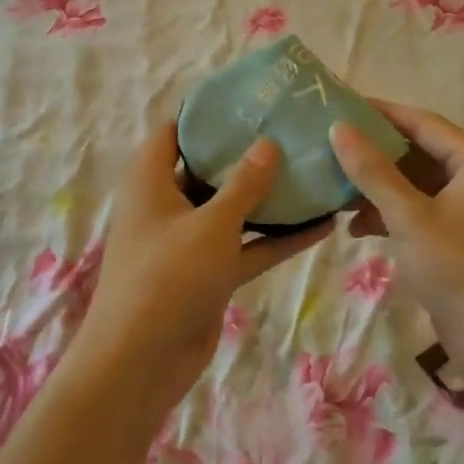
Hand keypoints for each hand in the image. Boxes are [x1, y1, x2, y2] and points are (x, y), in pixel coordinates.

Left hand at [73, 124, 331, 404]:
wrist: (141, 362)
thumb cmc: (168, 276)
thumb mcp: (211, 223)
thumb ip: (244, 183)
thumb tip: (268, 143)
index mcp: (151, 180)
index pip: (175, 132)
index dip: (207, 115)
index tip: (249, 100)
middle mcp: (168, 205)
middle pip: (209, 169)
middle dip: (248, 154)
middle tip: (293, 132)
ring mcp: (189, 241)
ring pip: (233, 210)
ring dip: (269, 199)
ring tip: (314, 173)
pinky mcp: (209, 274)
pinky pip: (246, 247)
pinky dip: (277, 239)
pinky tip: (322, 226)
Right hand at [329, 102, 463, 371]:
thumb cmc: (458, 269)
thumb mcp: (409, 217)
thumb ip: (373, 171)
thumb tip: (339, 129)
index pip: (423, 123)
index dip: (381, 114)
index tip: (342, 106)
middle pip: (421, 153)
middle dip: (376, 156)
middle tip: (333, 149)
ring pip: (420, 185)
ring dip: (381, 189)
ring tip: (338, 193)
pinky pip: (425, 211)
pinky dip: (395, 215)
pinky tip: (359, 228)